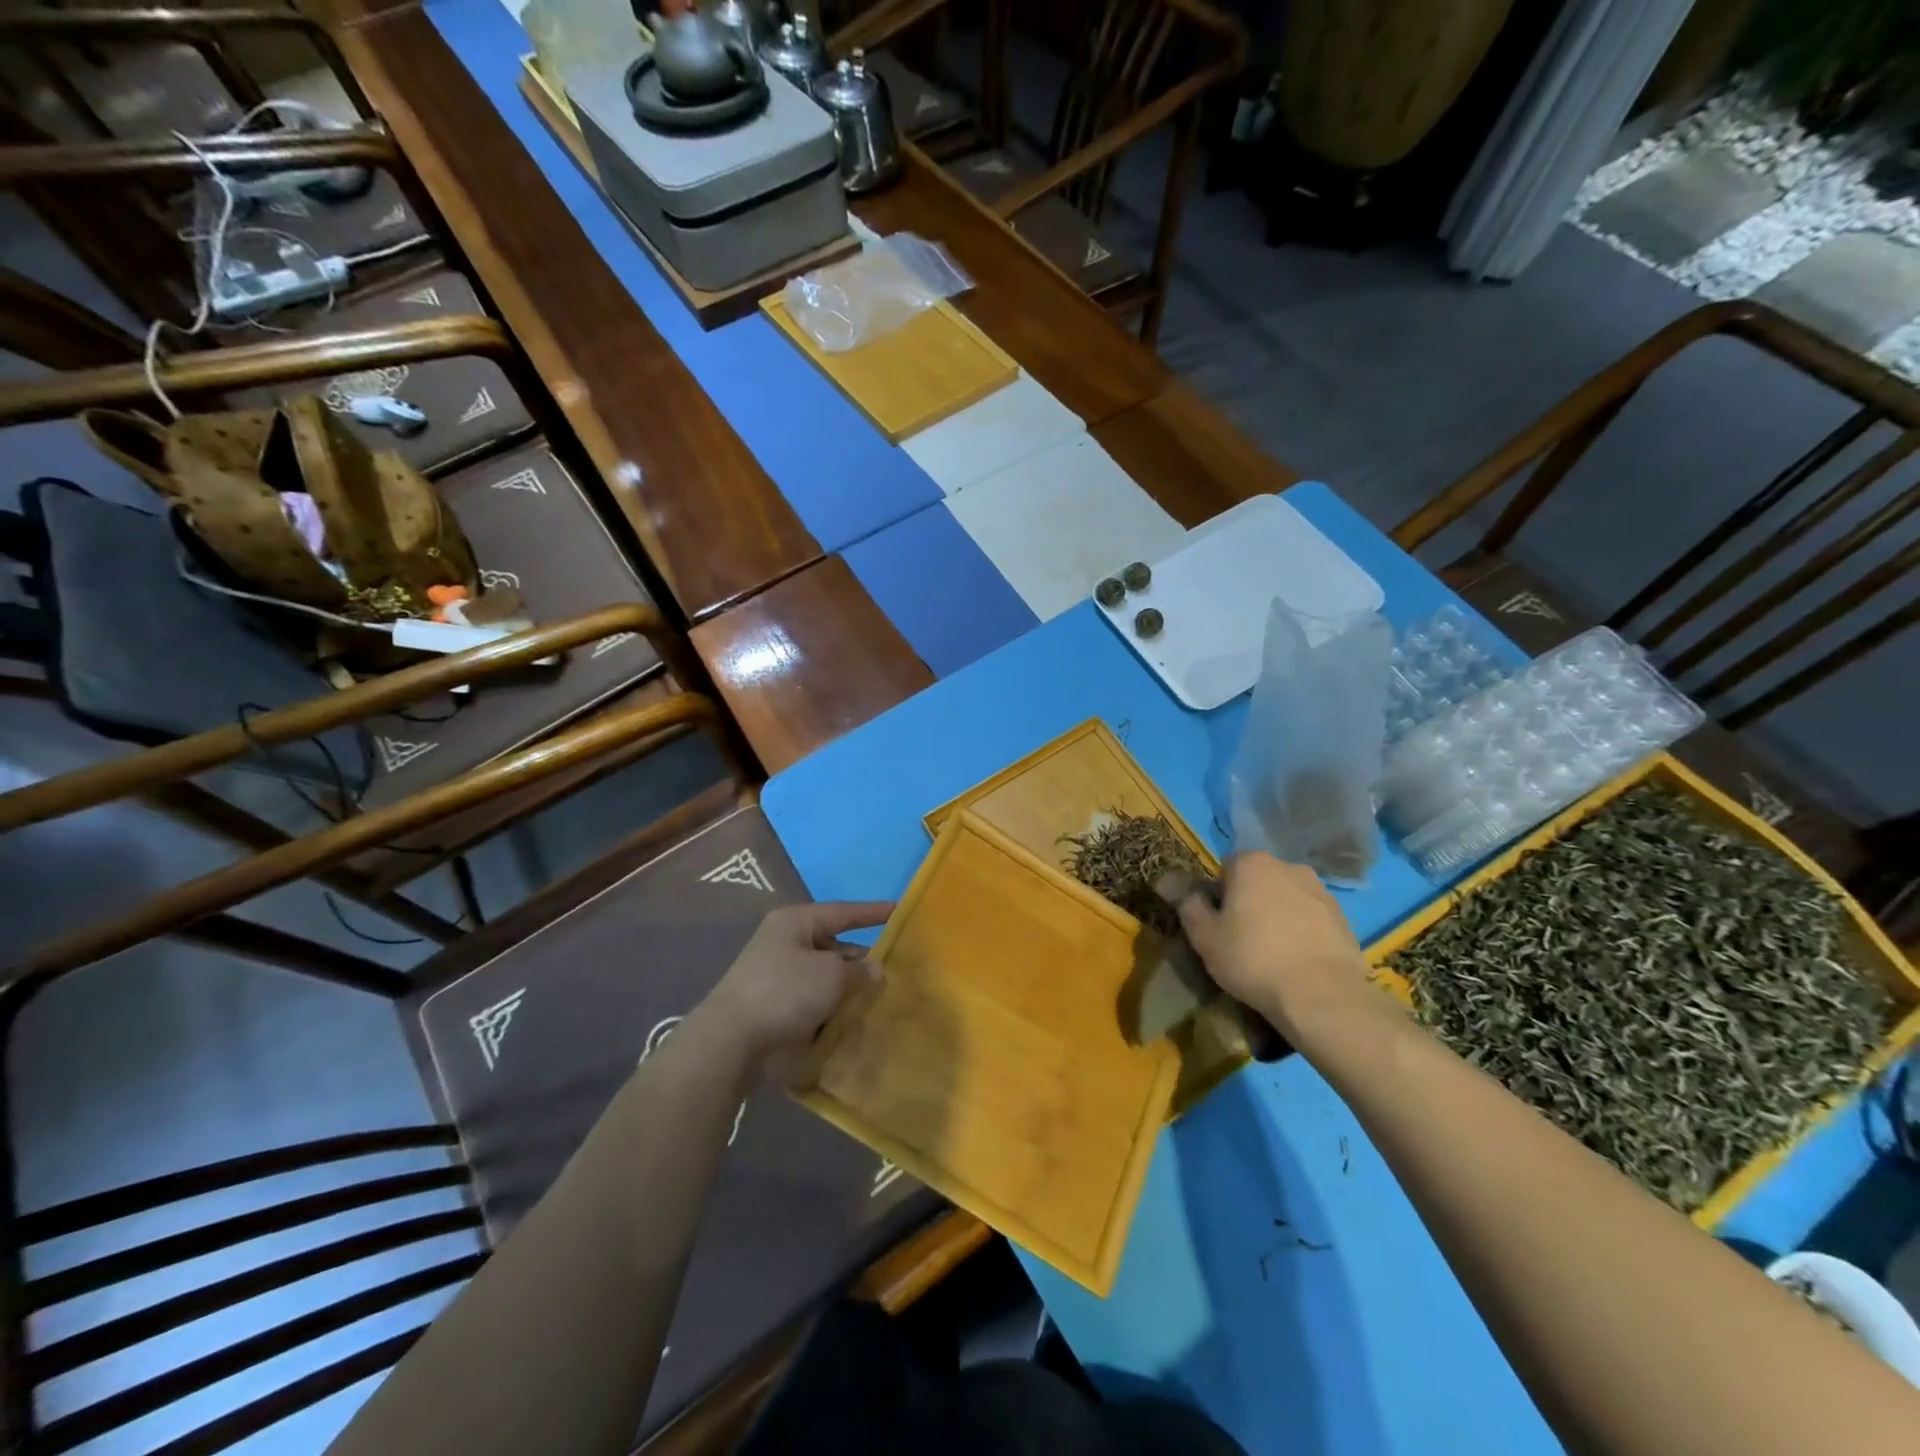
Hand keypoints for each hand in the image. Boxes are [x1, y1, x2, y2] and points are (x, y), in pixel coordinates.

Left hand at [690, 902, 892, 1074]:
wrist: (731, 1042)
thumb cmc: (785, 992)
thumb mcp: (832, 975)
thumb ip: (859, 970)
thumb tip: (874, 969)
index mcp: (796, 922)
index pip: (843, 911)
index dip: (872, 912)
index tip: (899, 911)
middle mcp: (785, 943)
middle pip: (833, 946)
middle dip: (861, 959)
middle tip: (895, 969)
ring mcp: (776, 976)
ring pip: (823, 977)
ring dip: (847, 988)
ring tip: (880, 1000)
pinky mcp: (772, 1007)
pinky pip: (811, 1002)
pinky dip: (830, 1009)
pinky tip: (852, 1022)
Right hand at [1173, 853, 1376, 1042]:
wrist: (1321, 995)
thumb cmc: (1252, 959)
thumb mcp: (1204, 937)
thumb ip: (1188, 905)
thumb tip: (1170, 882)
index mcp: (1252, 863)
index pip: (1225, 869)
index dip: (1218, 896)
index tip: (1218, 924)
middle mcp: (1288, 866)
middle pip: (1258, 880)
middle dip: (1250, 902)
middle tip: (1242, 939)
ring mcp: (1321, 891)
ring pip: (1287, 898)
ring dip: (1278, 915)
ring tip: (1272, 953)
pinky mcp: (1343, 918)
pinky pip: (1311, 918)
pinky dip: (1302, 932)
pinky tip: (1297, 961)